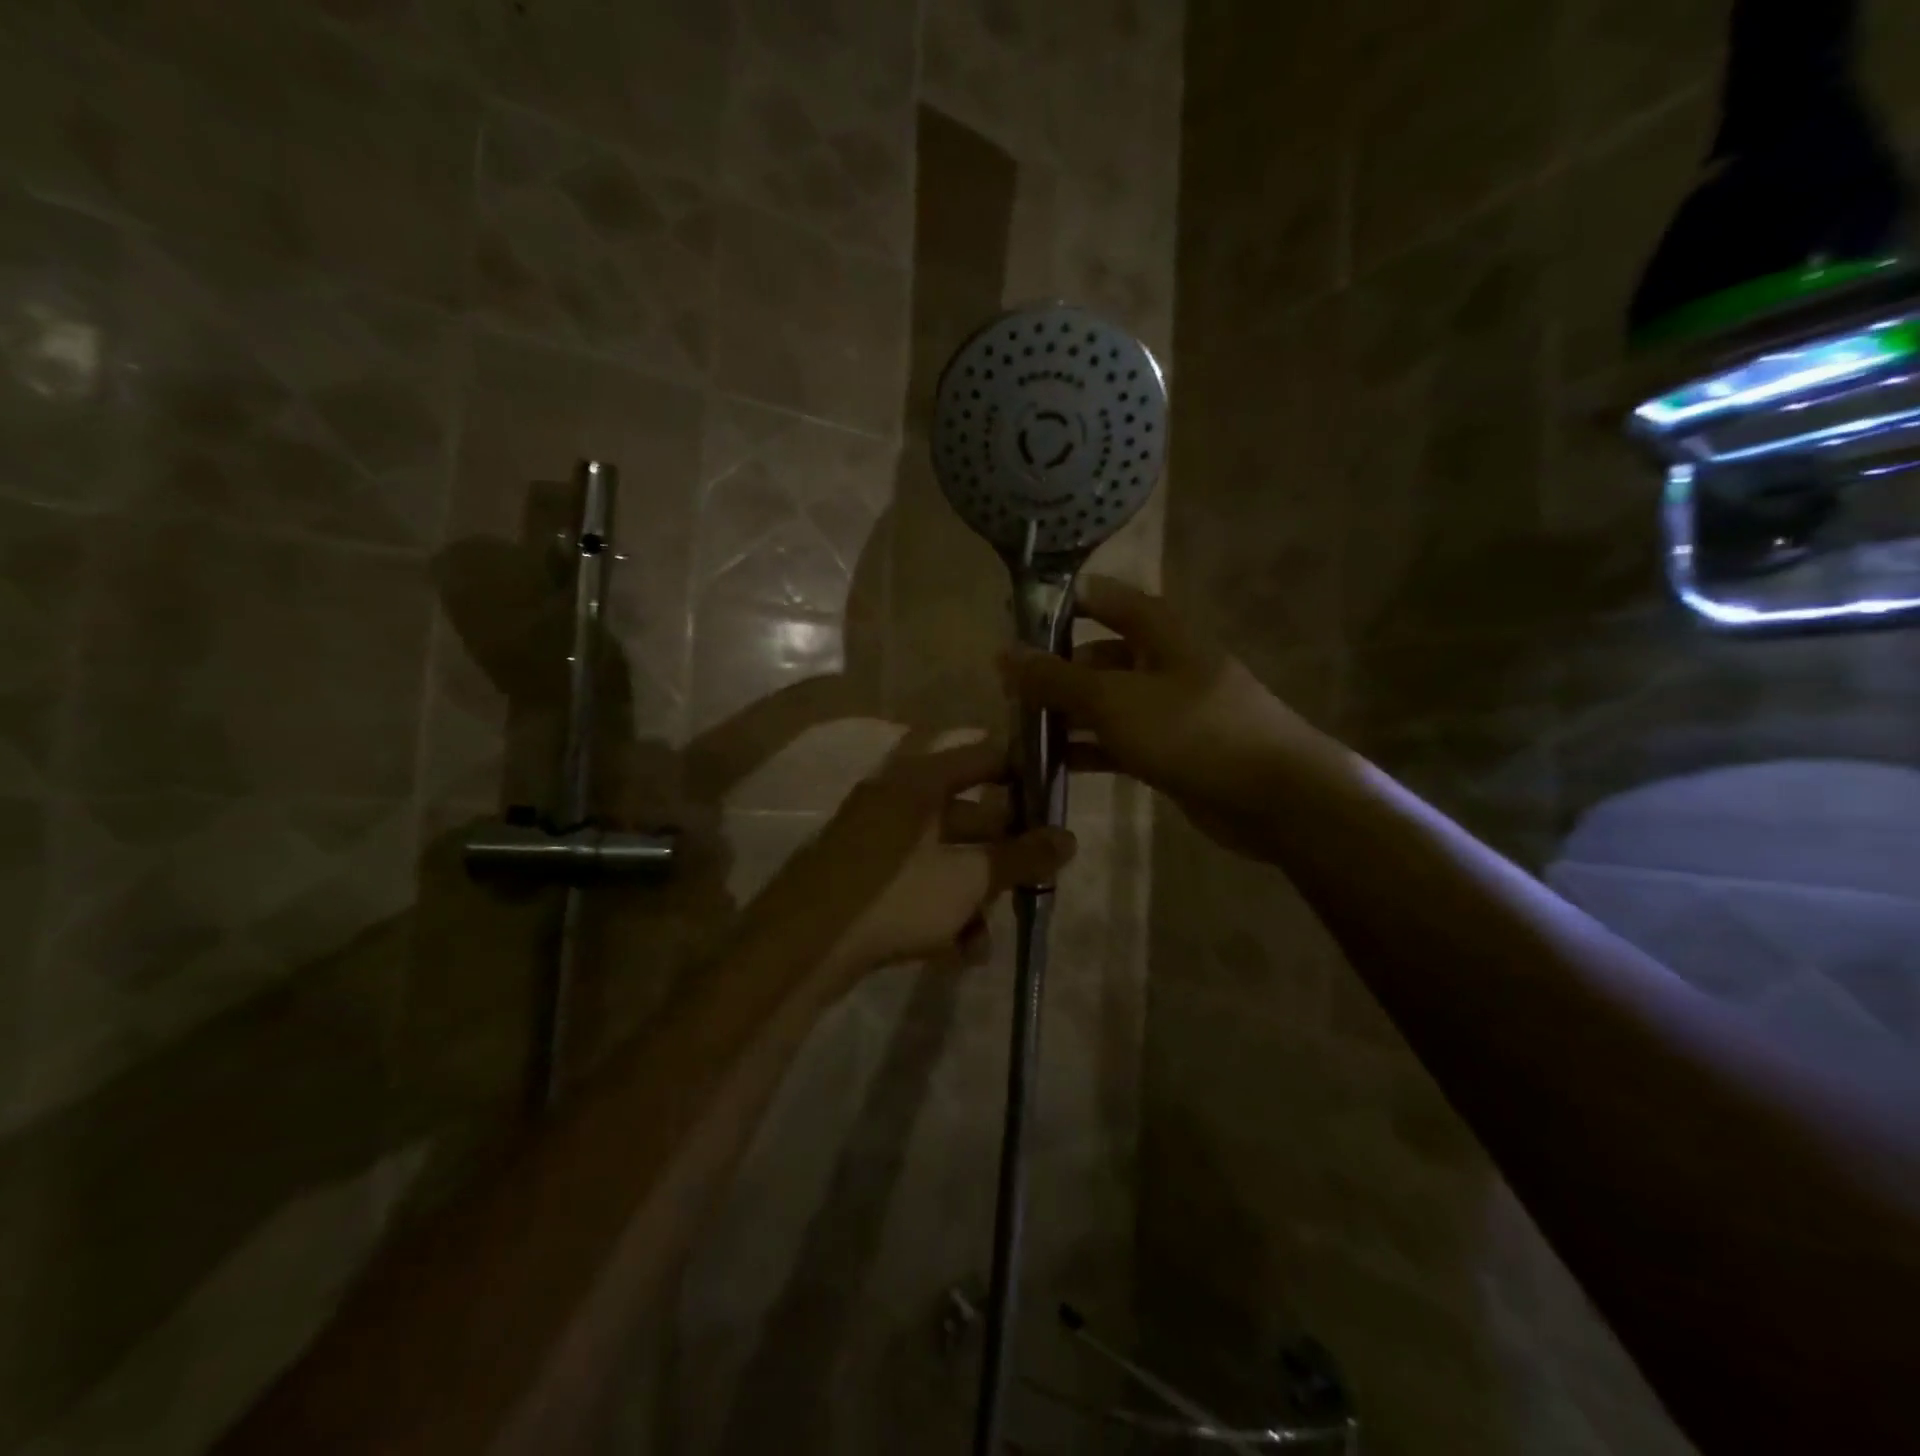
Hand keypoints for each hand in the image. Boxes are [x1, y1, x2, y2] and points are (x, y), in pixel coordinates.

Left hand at [764, 736, 1077, 996]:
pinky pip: (917, 883)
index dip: (1024, 774)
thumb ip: (1021, 857)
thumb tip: (1069, 839)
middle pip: (968, 814)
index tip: (1056, 802)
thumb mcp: (968, 878)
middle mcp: (896, 801)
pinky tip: (960, 952)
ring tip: (987, 938)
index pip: (984, 757)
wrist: (802, 949)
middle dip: (1003, 853)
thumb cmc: (895, 896)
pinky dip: (942, 910)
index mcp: (919, 782)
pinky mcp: (863, 879)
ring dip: (974, 894)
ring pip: (945, 857)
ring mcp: (875, 841)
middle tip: (1036, 880)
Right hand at [1003, 576, 1337, 859]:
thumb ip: (1056, 678)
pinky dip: (1089, 749)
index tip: (1017, 620)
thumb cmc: (1192, 730)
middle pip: (1099, 656)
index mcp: (1158, 632)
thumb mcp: (1114, 699)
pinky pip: (1119, 742)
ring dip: (1068, 715)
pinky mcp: (1171, 751)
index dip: (1062, 603)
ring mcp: (1169, 710)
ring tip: (1020, 731)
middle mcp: (1163, 663)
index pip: (1104, 599)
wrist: (1274, 796)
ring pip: (1106, 703)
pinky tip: (1053, 765)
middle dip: (1056, 670)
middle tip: (1009, 692)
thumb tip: (1004, 653)